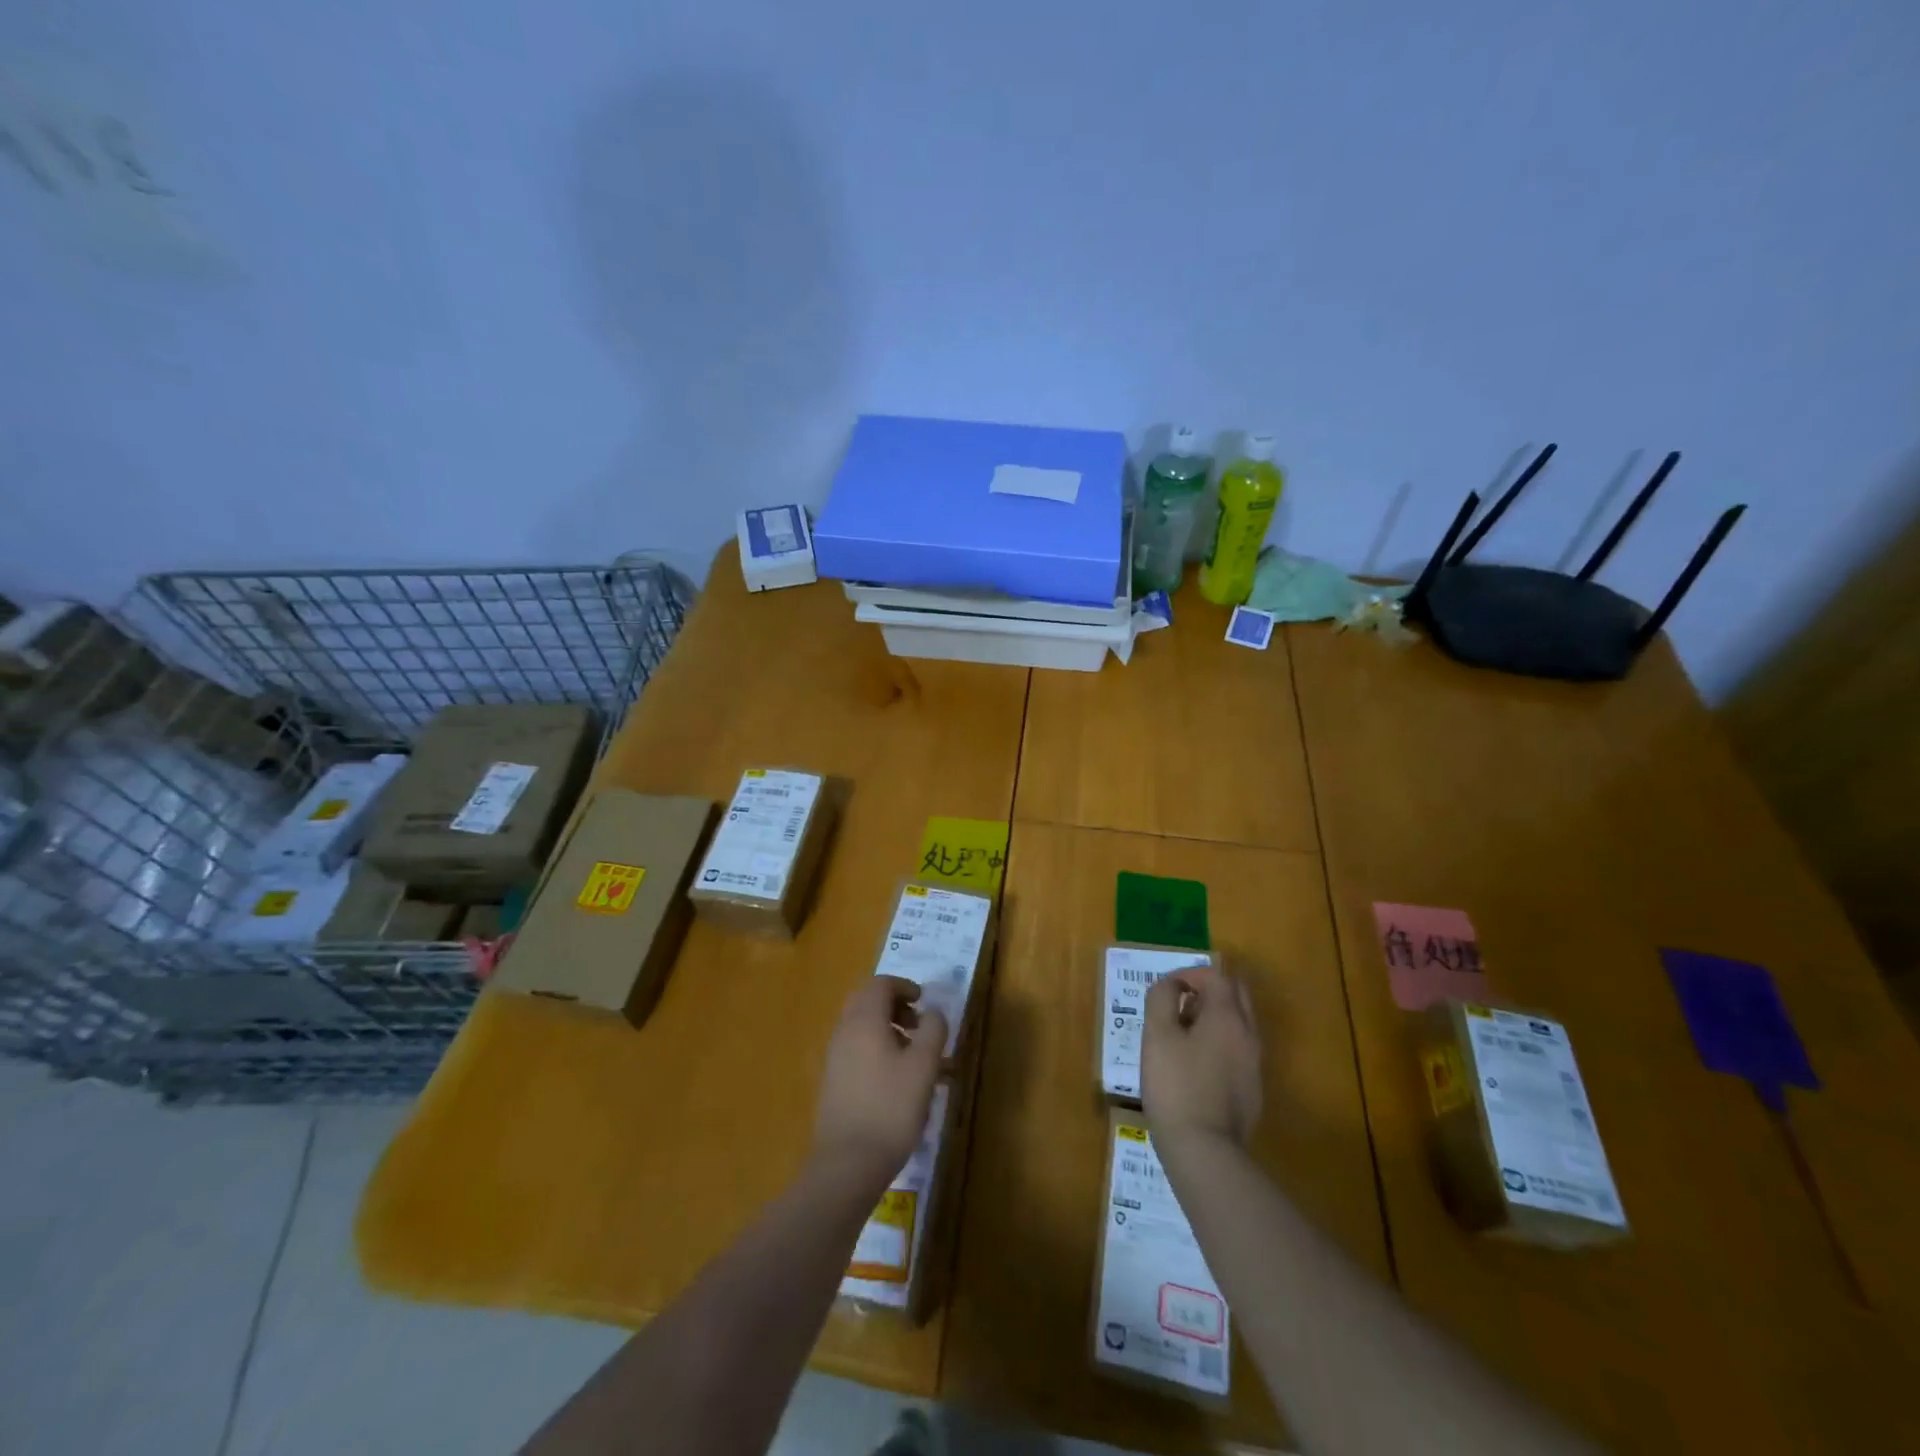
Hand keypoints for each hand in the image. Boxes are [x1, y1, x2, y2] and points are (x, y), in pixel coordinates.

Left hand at [812, 975, 947, 1194]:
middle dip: (894, 1005)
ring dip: (887, 1029)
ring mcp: (834, 1057)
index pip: (879, 984)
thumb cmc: (891, 1108)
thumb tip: (933, 1011)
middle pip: (866, 1001)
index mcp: (864, 1020)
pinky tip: (897, 1081)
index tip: (924, 1002)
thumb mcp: (924, 1066)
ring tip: (914, 1056)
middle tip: (918, 1025)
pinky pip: (856, 1049)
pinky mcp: (833, 1082)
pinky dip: (876, 1049)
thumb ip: (933, 1030)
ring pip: (861, 1027)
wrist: (847, 1164)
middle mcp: (844, 1031)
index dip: (904, 986)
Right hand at [1142, 963, 1261, 1149]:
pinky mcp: (1252, 1089)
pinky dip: (1219, 1042)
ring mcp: (1254, 1064)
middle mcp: (1248, 1034)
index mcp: (1227, 1016)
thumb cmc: (1176, 1086)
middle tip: (1178, 1004)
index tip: (1165, 989)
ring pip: (1239, 1022)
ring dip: (1213, 1016)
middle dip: (1207, 990)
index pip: (1216, 976)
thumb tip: (1169, 985)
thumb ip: (1161, 999)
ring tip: (1181, 1035)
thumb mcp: (1157, 1036)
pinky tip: (1195, 1066)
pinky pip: (1238, 1049)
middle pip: (1236, 994)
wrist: (1205, 1150)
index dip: (1188, 974)